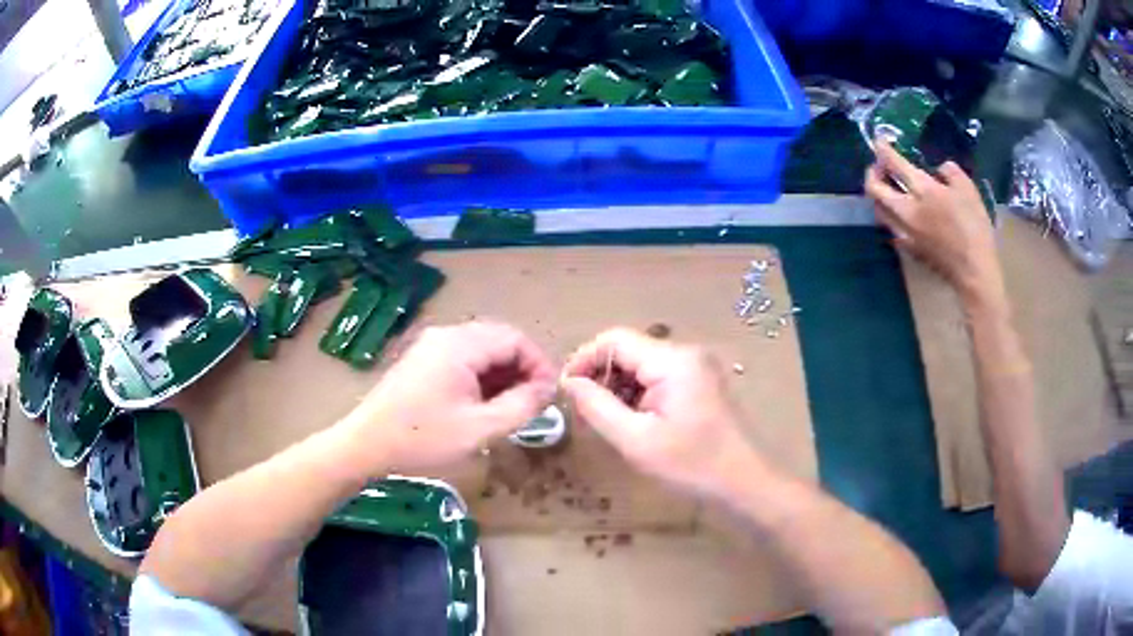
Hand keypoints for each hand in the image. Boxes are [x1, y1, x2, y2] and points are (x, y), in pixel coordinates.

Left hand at [340, 322, 556, 473]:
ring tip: (512, 407)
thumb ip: (521, 407)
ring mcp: (431, 346)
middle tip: (533, 402)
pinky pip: (463, 358)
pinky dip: (482, 376)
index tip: (549, 395)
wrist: (366, 445)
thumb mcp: (479, 430)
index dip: (539, 365)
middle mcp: (446, 336)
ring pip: (482, 350)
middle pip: (499, 340)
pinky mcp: (422, 360)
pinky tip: (484, 403)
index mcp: (460, 345)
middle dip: (522, 369)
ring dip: (503, 374)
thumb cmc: (422, 439)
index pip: (514, 339)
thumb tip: (547, 389)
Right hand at [561, 328, 759, 497]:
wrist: (745, 482)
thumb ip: (597, 407)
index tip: (567, 391)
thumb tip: (569, 382)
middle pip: (629, 350)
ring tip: (610, 422)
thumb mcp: (636, 440)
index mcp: (672, 360)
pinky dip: (640, 395)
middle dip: (602, 377)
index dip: (584, 360)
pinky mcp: (701, 383)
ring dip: (620, 388)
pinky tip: (636, 423)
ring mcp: (697, 367)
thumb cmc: (691, 465)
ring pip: (643, 365)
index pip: (614, 339)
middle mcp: (686, 354)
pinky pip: (660, 377)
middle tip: (586, 413)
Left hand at [865, 141, 1003, 304]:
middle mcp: (907, 211)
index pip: (894, 164)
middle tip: (880, 165)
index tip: (878, 141)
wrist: (974, 271)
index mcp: (923, 191)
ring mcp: (905, 233)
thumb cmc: (975, 227)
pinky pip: (890, 228)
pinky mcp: (909, 249)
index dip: (882, 149)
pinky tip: (899, 213)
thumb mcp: (968, 188)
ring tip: (887, 188)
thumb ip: (949, 172)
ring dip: (877, 195)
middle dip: (872, 172)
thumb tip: (937, 170)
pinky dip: (888, 216)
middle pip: (874, 189)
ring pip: (878, 211)